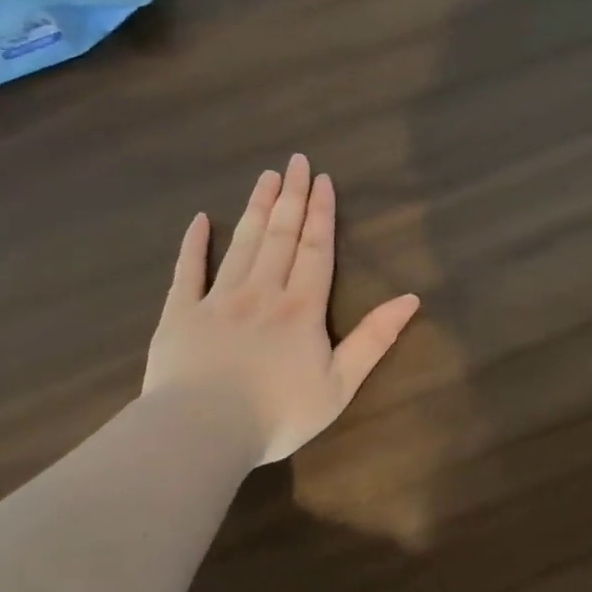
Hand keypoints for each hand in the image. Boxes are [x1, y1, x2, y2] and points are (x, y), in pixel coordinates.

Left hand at [143, 155, 420, 464]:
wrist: (203, 430)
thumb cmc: (278, 414)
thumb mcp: (340, 385)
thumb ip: (374, 340)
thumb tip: (411, 299)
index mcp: (301, 308)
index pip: (315, 249)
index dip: (320, 213)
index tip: (322, 180)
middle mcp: (262, 291)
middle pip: (280, 235)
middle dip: (291, 196)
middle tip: (296, 161)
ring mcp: (218, 298)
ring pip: (243, 243)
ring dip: (257, 208)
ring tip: (265, 177)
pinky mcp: (180, 313)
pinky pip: (189, 270)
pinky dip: (195, 243)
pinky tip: (201, 219)